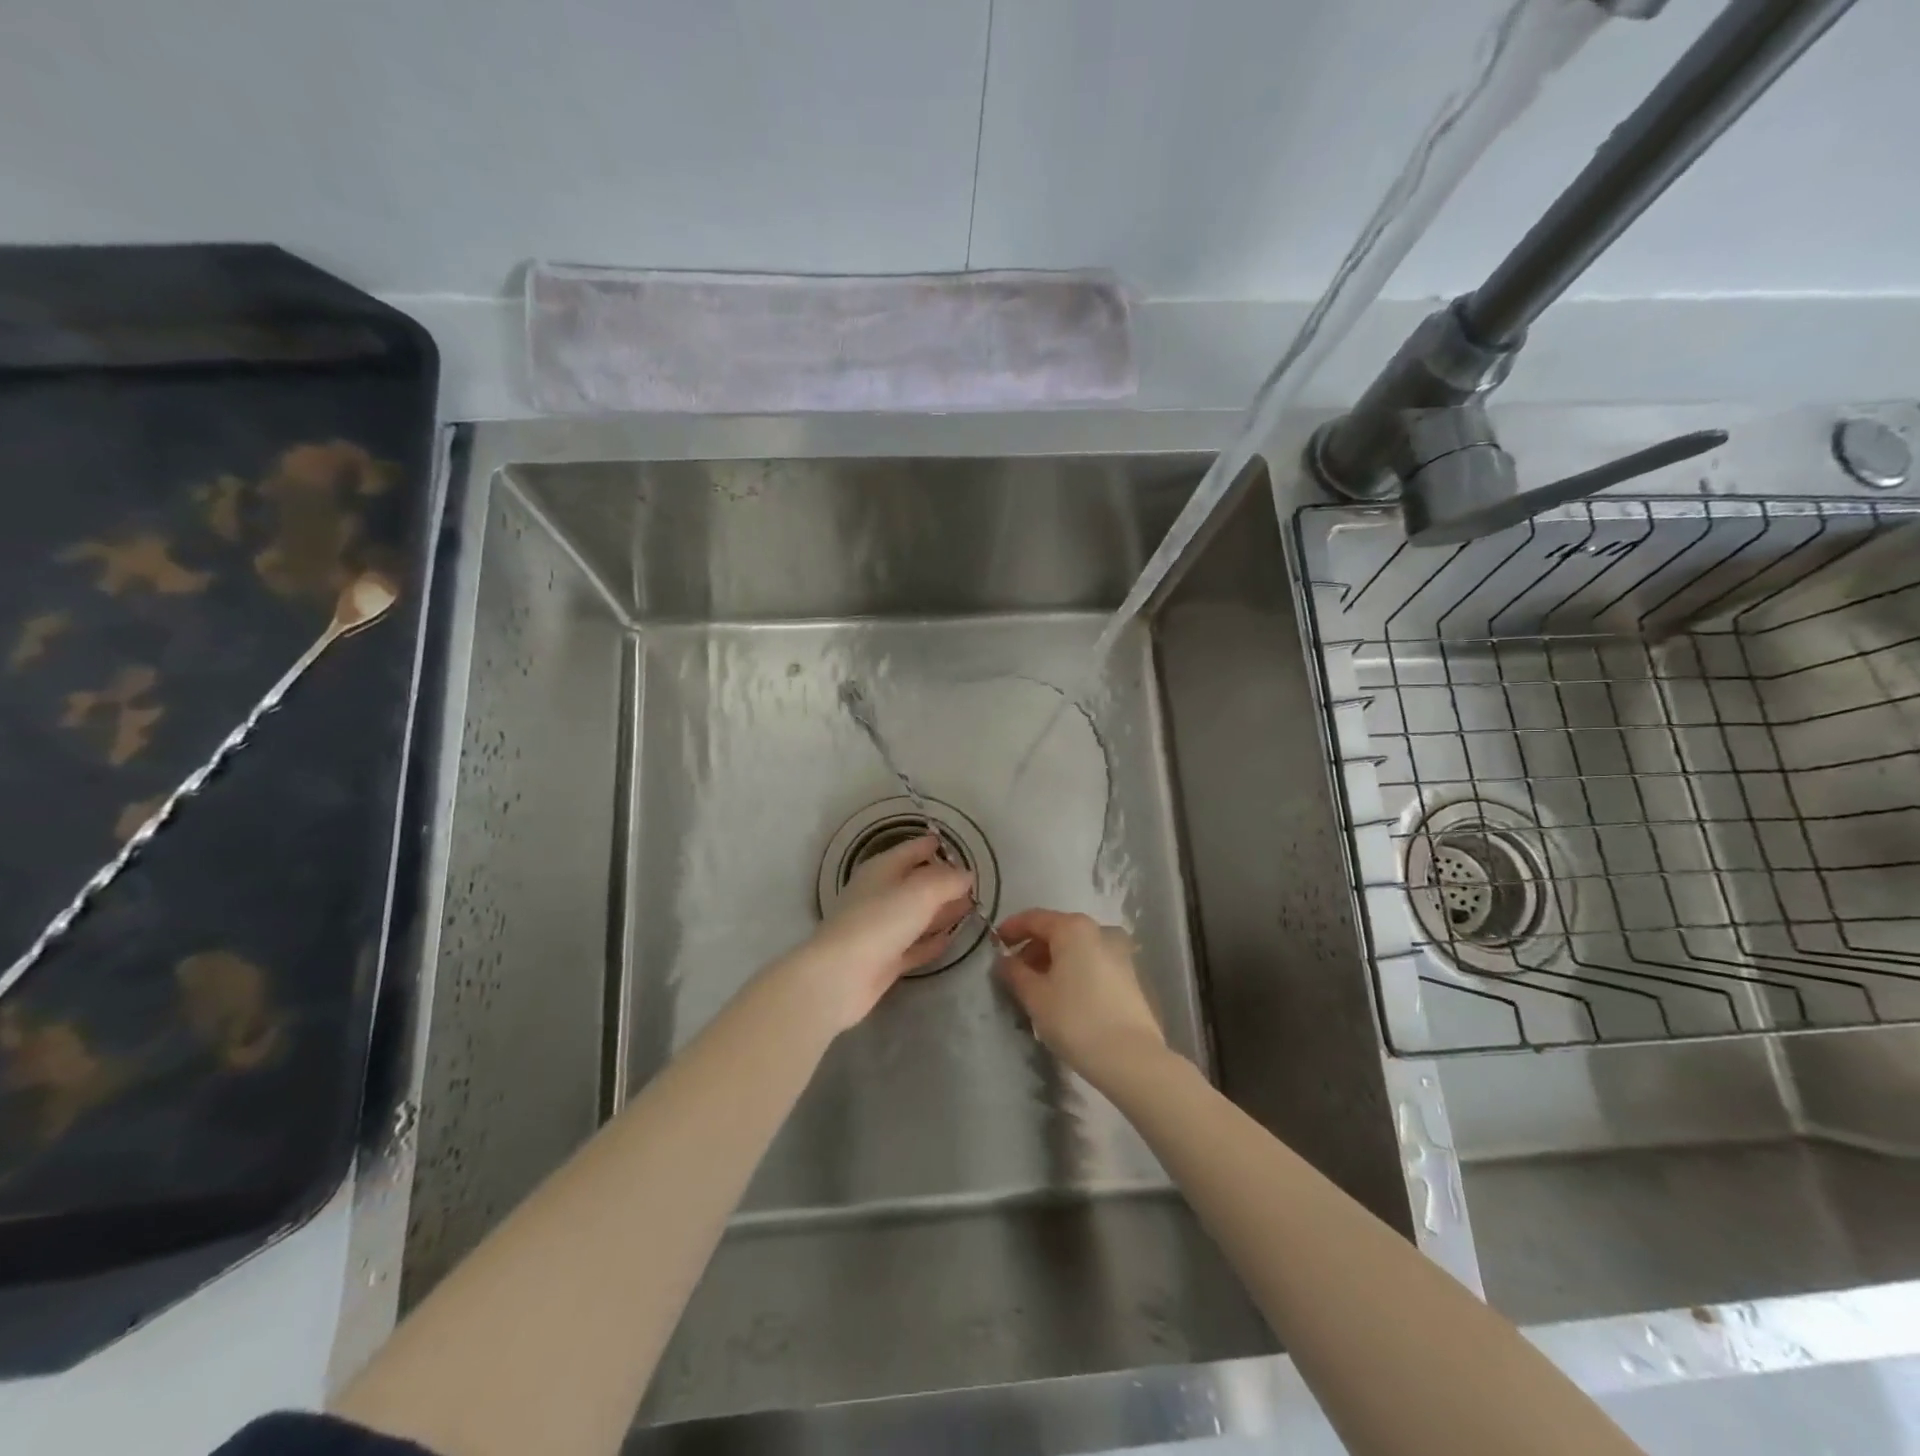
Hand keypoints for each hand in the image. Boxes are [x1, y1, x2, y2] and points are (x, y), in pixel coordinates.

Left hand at [799, 836, 972, 1030]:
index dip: (933, 846)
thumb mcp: (921, 892)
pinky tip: (950, 940)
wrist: (841, 975)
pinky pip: (914, 945)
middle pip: (915, 883)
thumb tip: (966, 874)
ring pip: (916, 915)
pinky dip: (931, 941)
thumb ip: (947, 880)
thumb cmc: (881, 921)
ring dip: (941, 911)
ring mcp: (880, 929)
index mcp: (882, 869)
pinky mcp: (884, 959)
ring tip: (970, 908)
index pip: (912, 850)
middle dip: (942, 881)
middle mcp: (879, 894)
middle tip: (972, 883)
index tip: (956, 847)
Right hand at [995, 909, 1168, 1088]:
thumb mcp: (1035, 996)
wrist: (1130, 1058)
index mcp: (1073, 928)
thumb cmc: (1075, 1019)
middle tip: (1013, 972)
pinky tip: (1062, 997)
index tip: (994, 944)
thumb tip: (1003, 960)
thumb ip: (1014, 972)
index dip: (1011, 929)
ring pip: (1075, 949)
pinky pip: (1091, 963)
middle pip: (1056, 931)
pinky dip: (1072, 971)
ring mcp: (1118, 953)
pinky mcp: (1128, 976)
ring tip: (1036, 988)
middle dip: (1032, 948)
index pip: (1034, 918)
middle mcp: (1098, 931)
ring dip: (1051, 961)